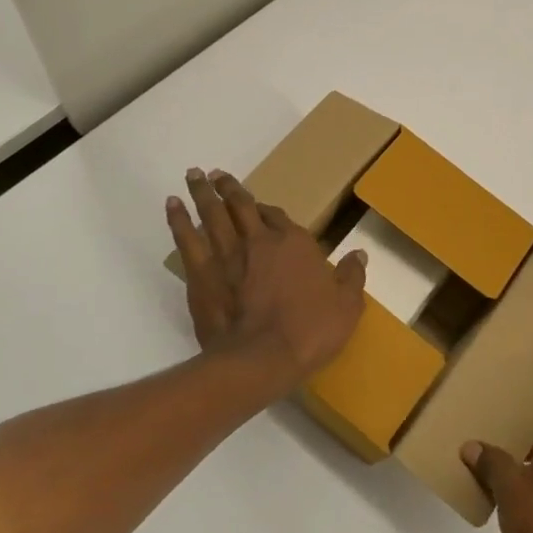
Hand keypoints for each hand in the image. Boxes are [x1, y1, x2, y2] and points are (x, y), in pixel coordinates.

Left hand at [166, 168, 367, 396]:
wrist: (261, 359)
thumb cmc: (309, 331)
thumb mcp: (347, 306)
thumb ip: (352, 277)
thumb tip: (360, 254)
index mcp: (294, 243)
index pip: (278, 216)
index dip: (267, 208)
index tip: (259, 203)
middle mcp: (258, 241)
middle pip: (240, 205)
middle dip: (229, 187)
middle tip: (216, 174)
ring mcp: (226, 255)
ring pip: (211, 214)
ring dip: (202, 193)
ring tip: (193, 176)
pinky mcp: (200, 274)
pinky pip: (186, 239)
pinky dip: (178, 220)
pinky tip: (172, 206)